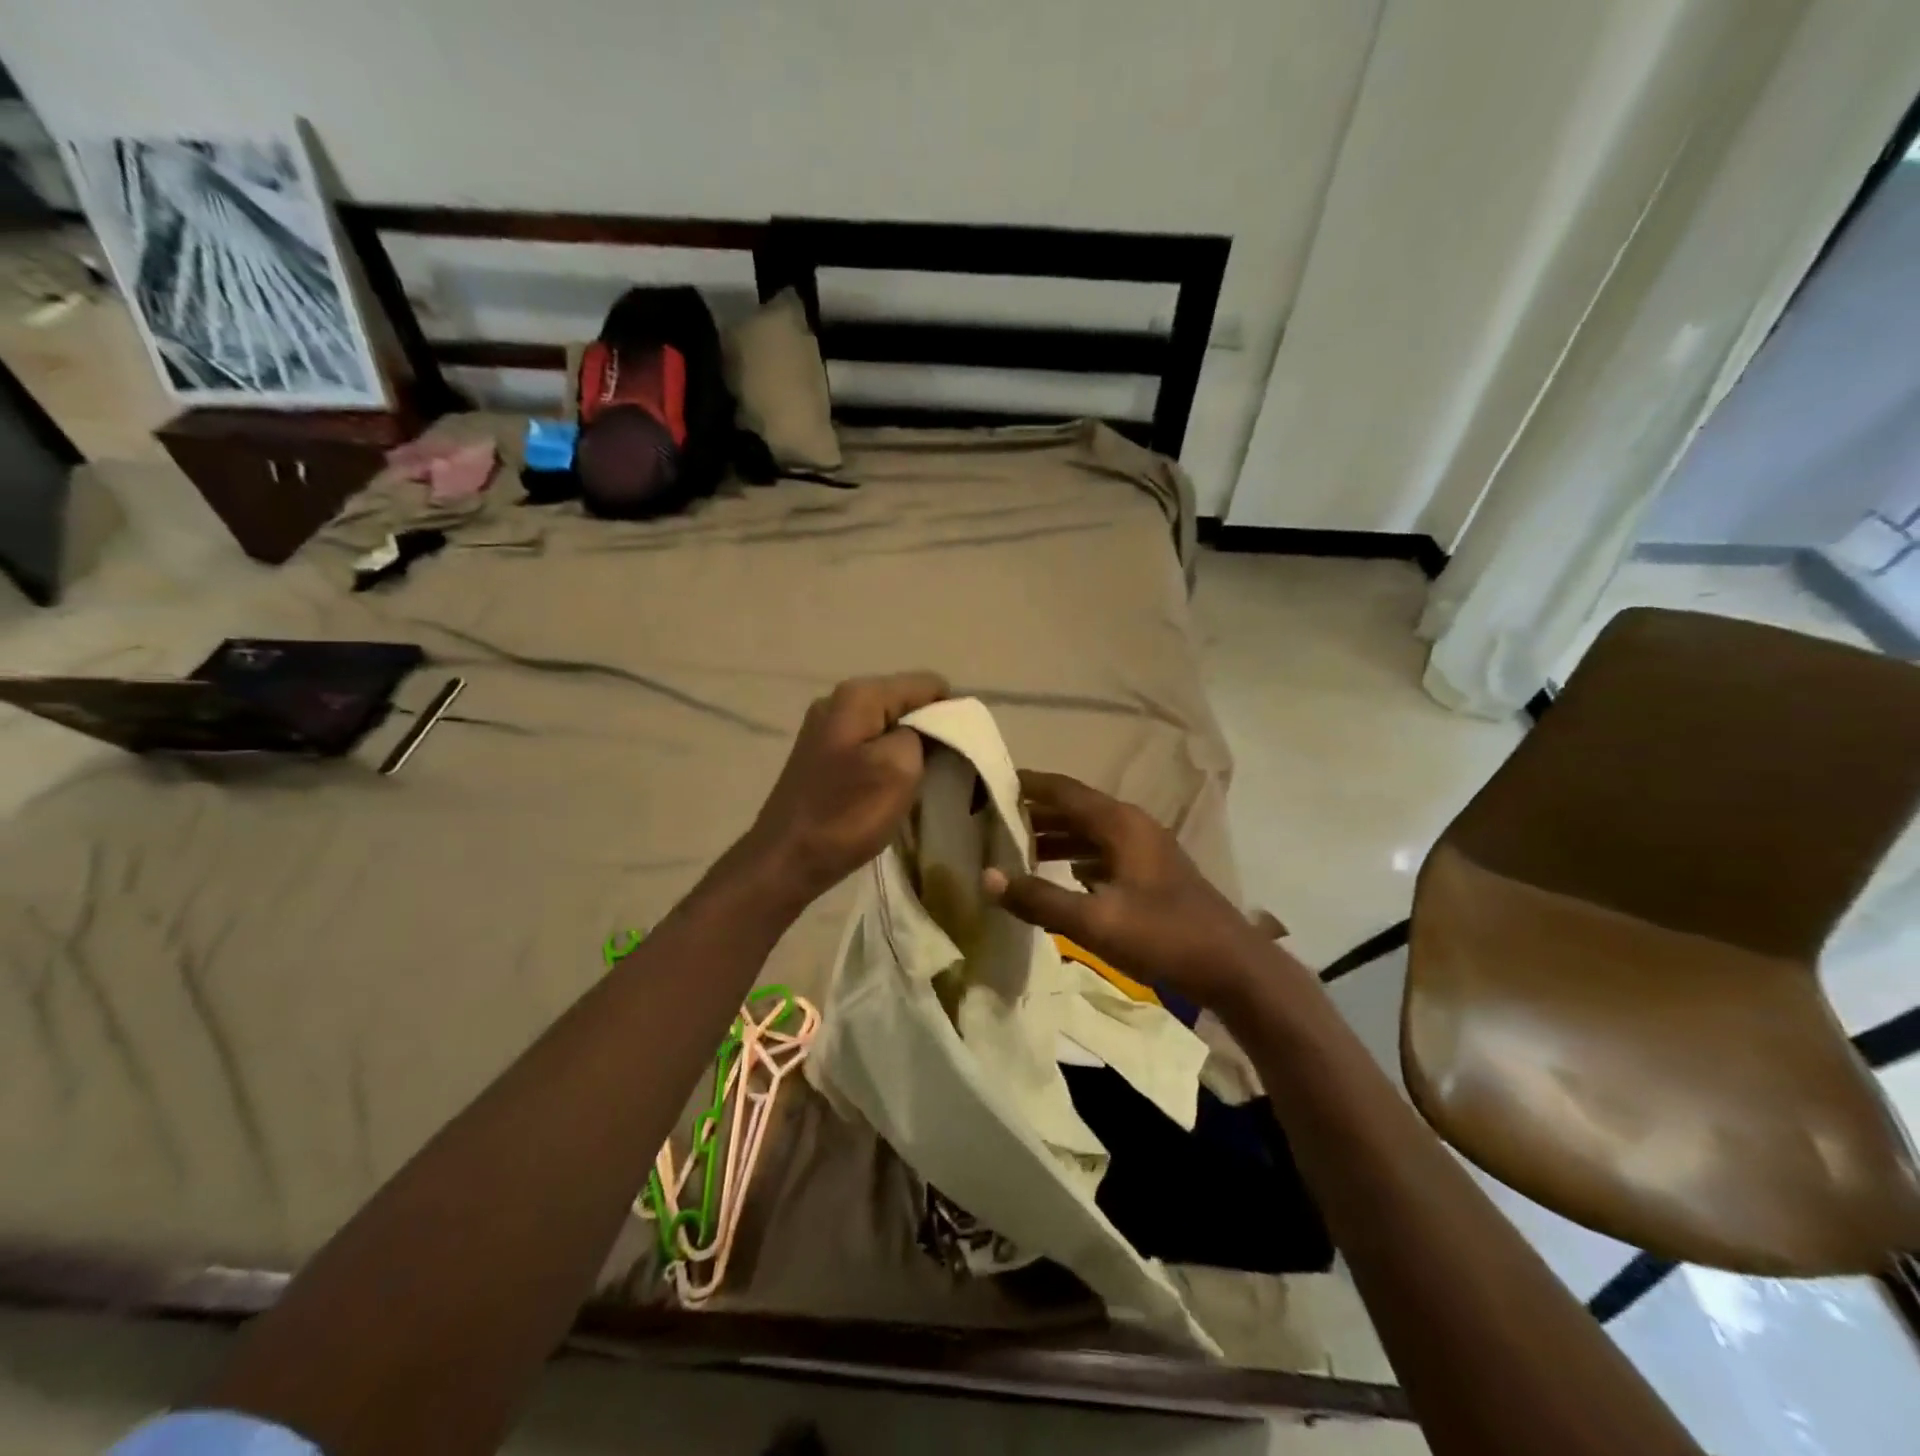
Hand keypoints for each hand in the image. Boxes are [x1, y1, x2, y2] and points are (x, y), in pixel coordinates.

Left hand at [739, 671, 949, 909]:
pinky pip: (869, 746)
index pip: (927, 684)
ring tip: (918, 785)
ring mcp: (827, 728)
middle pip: (906, 703)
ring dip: (909, 751)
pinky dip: (887, 763)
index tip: (959, 753)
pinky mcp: (822, 755)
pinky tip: (889, 791)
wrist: (785, 859)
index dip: (951, 714)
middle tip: (942, 773)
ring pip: (888, 727)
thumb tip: (927, 726)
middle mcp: (840, 700)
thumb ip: (924, 732)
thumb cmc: (846, 813)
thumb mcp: (900, 767)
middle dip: (930, 732)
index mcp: (859, 695)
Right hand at [983, 770, 1286, 1012]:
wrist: (1233, 968)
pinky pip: (1104, 852)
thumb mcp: (1094, 922)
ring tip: (1016, 846)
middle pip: (1076, 808)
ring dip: (1055, 836)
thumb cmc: (1163, 936)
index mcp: (1120, 824)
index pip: (1064, 791)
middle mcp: (1133, 826)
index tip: (991, 781)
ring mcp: (1146, 849)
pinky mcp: (1153, 873)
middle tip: (993, 818)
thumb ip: (1039, 899)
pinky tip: (1060, 874)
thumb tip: (986, 877)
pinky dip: (1076, 856)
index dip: (1028, 784)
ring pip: (1090, 832)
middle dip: (1036, 812)